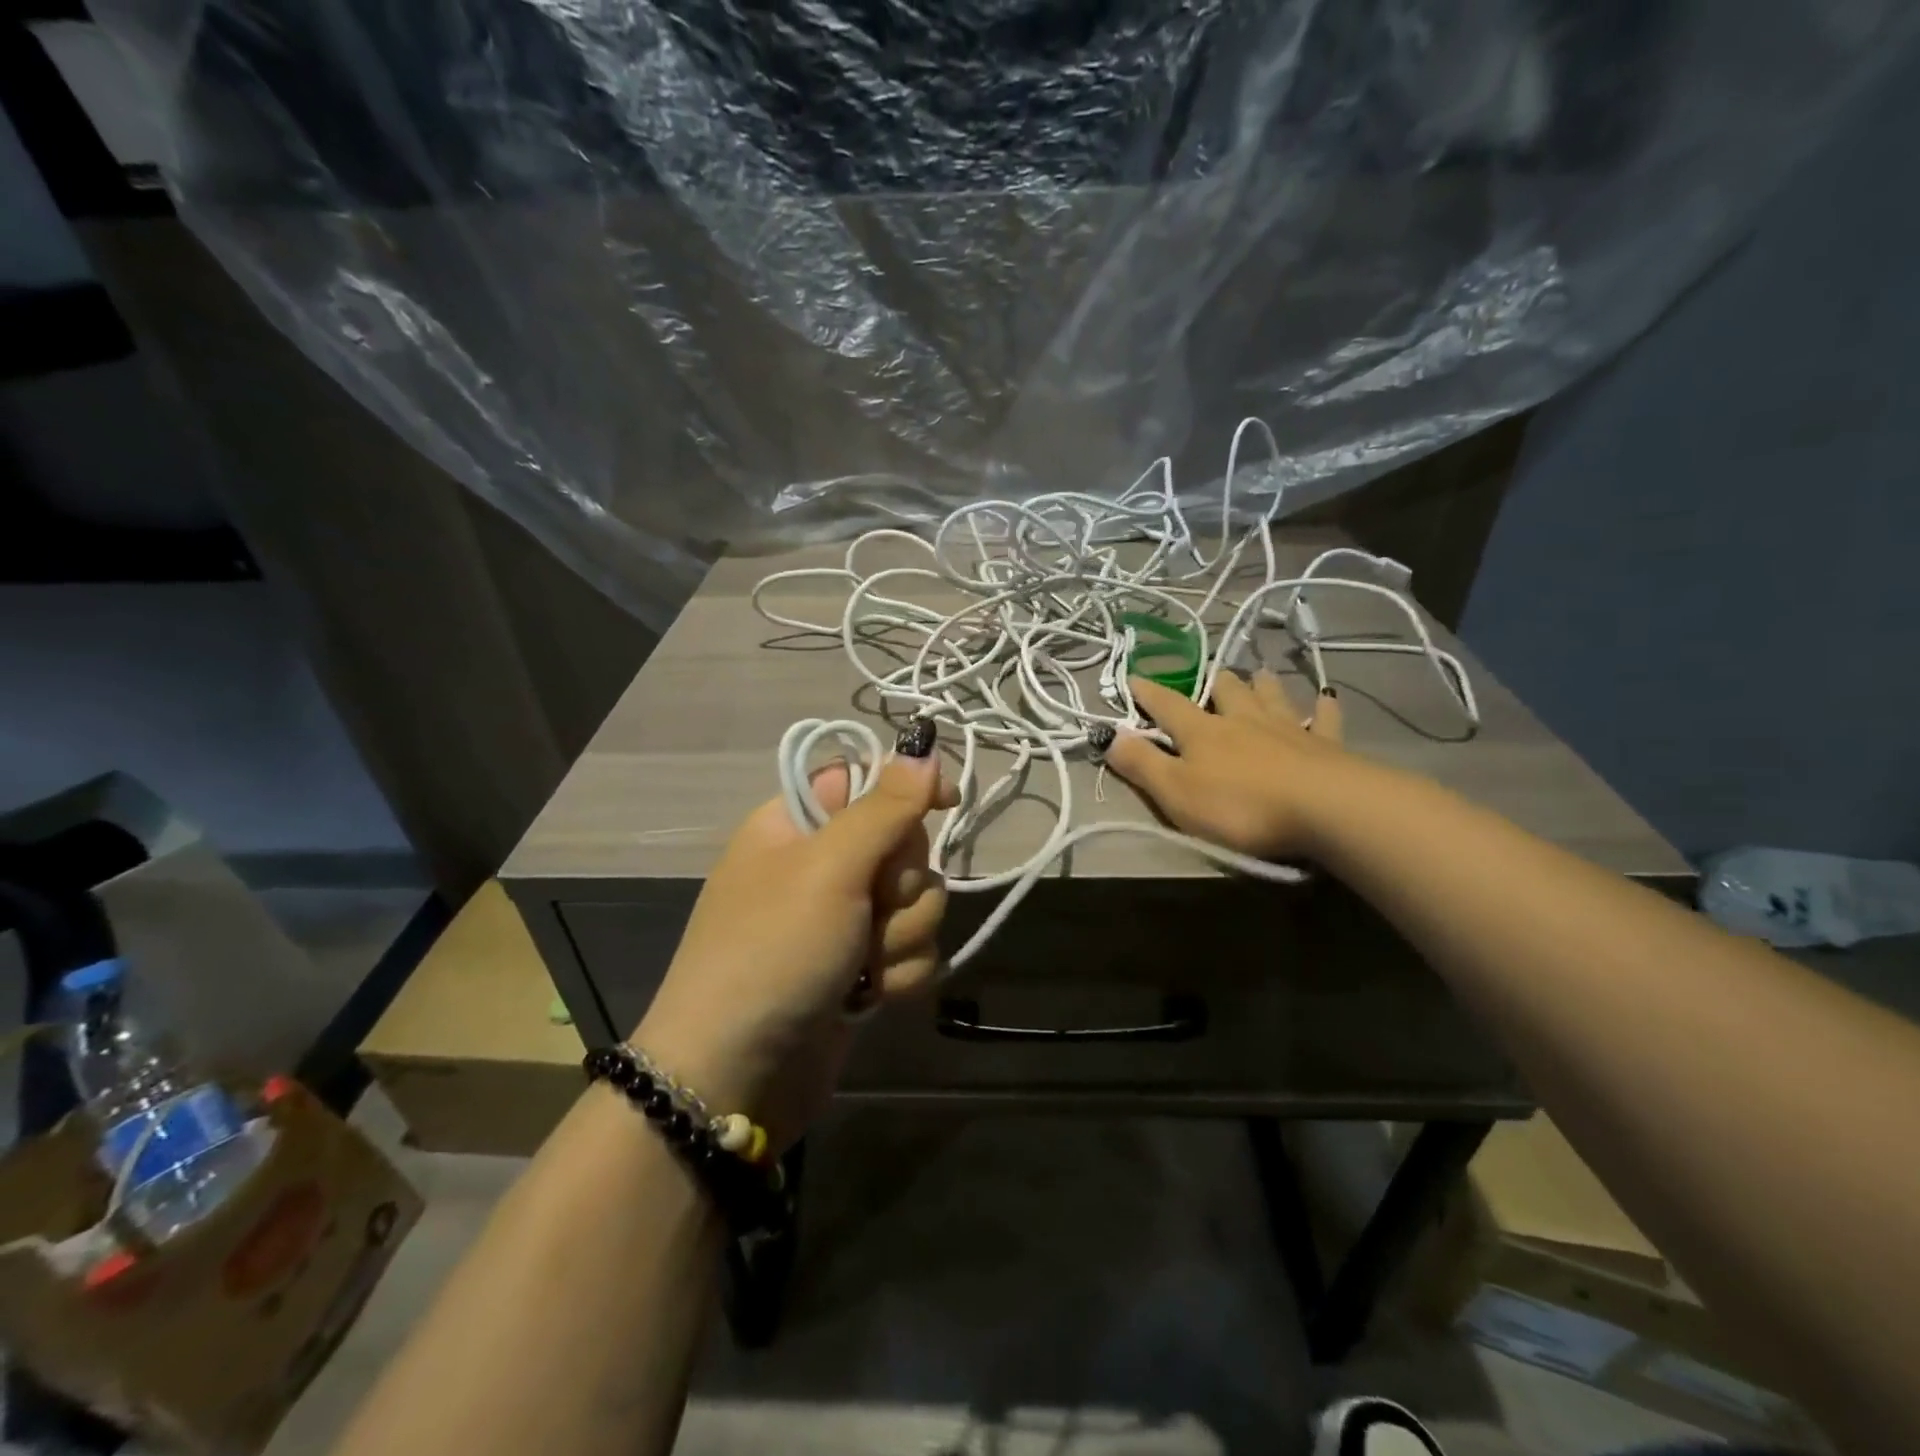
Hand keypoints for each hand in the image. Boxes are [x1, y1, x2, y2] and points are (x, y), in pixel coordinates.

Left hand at [635, 750, 952, 1146]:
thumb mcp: (828, 867)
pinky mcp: (861, 968)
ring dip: (900, 936)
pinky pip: (912, 950)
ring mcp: (843, 921)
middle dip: (901, 884)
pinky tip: (870, 997)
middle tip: (870, 908)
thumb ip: (884, 807)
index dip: (908, 788)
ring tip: (863, 968)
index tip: (947, 801)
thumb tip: (923, 751)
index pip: (866, 780)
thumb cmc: (773, 951)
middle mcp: (822, 866)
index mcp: (798, 825)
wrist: (737, 1075)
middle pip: (903, 845)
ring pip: (917, 901)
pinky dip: (898, 973)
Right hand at [1107, 672, 1356, 859]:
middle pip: (1227, 692)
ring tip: (1259, 673)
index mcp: (1203, 732)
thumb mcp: (1176, 792)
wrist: (1325, 809)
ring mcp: (1287, 729)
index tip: (1133, 677)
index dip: (1148, 692)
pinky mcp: (1326, 746)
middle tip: (1212, 675)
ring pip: (1272, 696)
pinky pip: (1323, 720)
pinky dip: (1322, 708)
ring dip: (1262, 685)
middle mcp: (1243, 720)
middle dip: (1215, 682)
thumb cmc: (1240, 805)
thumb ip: (1142, 764)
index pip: (1168, 706)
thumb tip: (1110, 736)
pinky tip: (1326, 698)